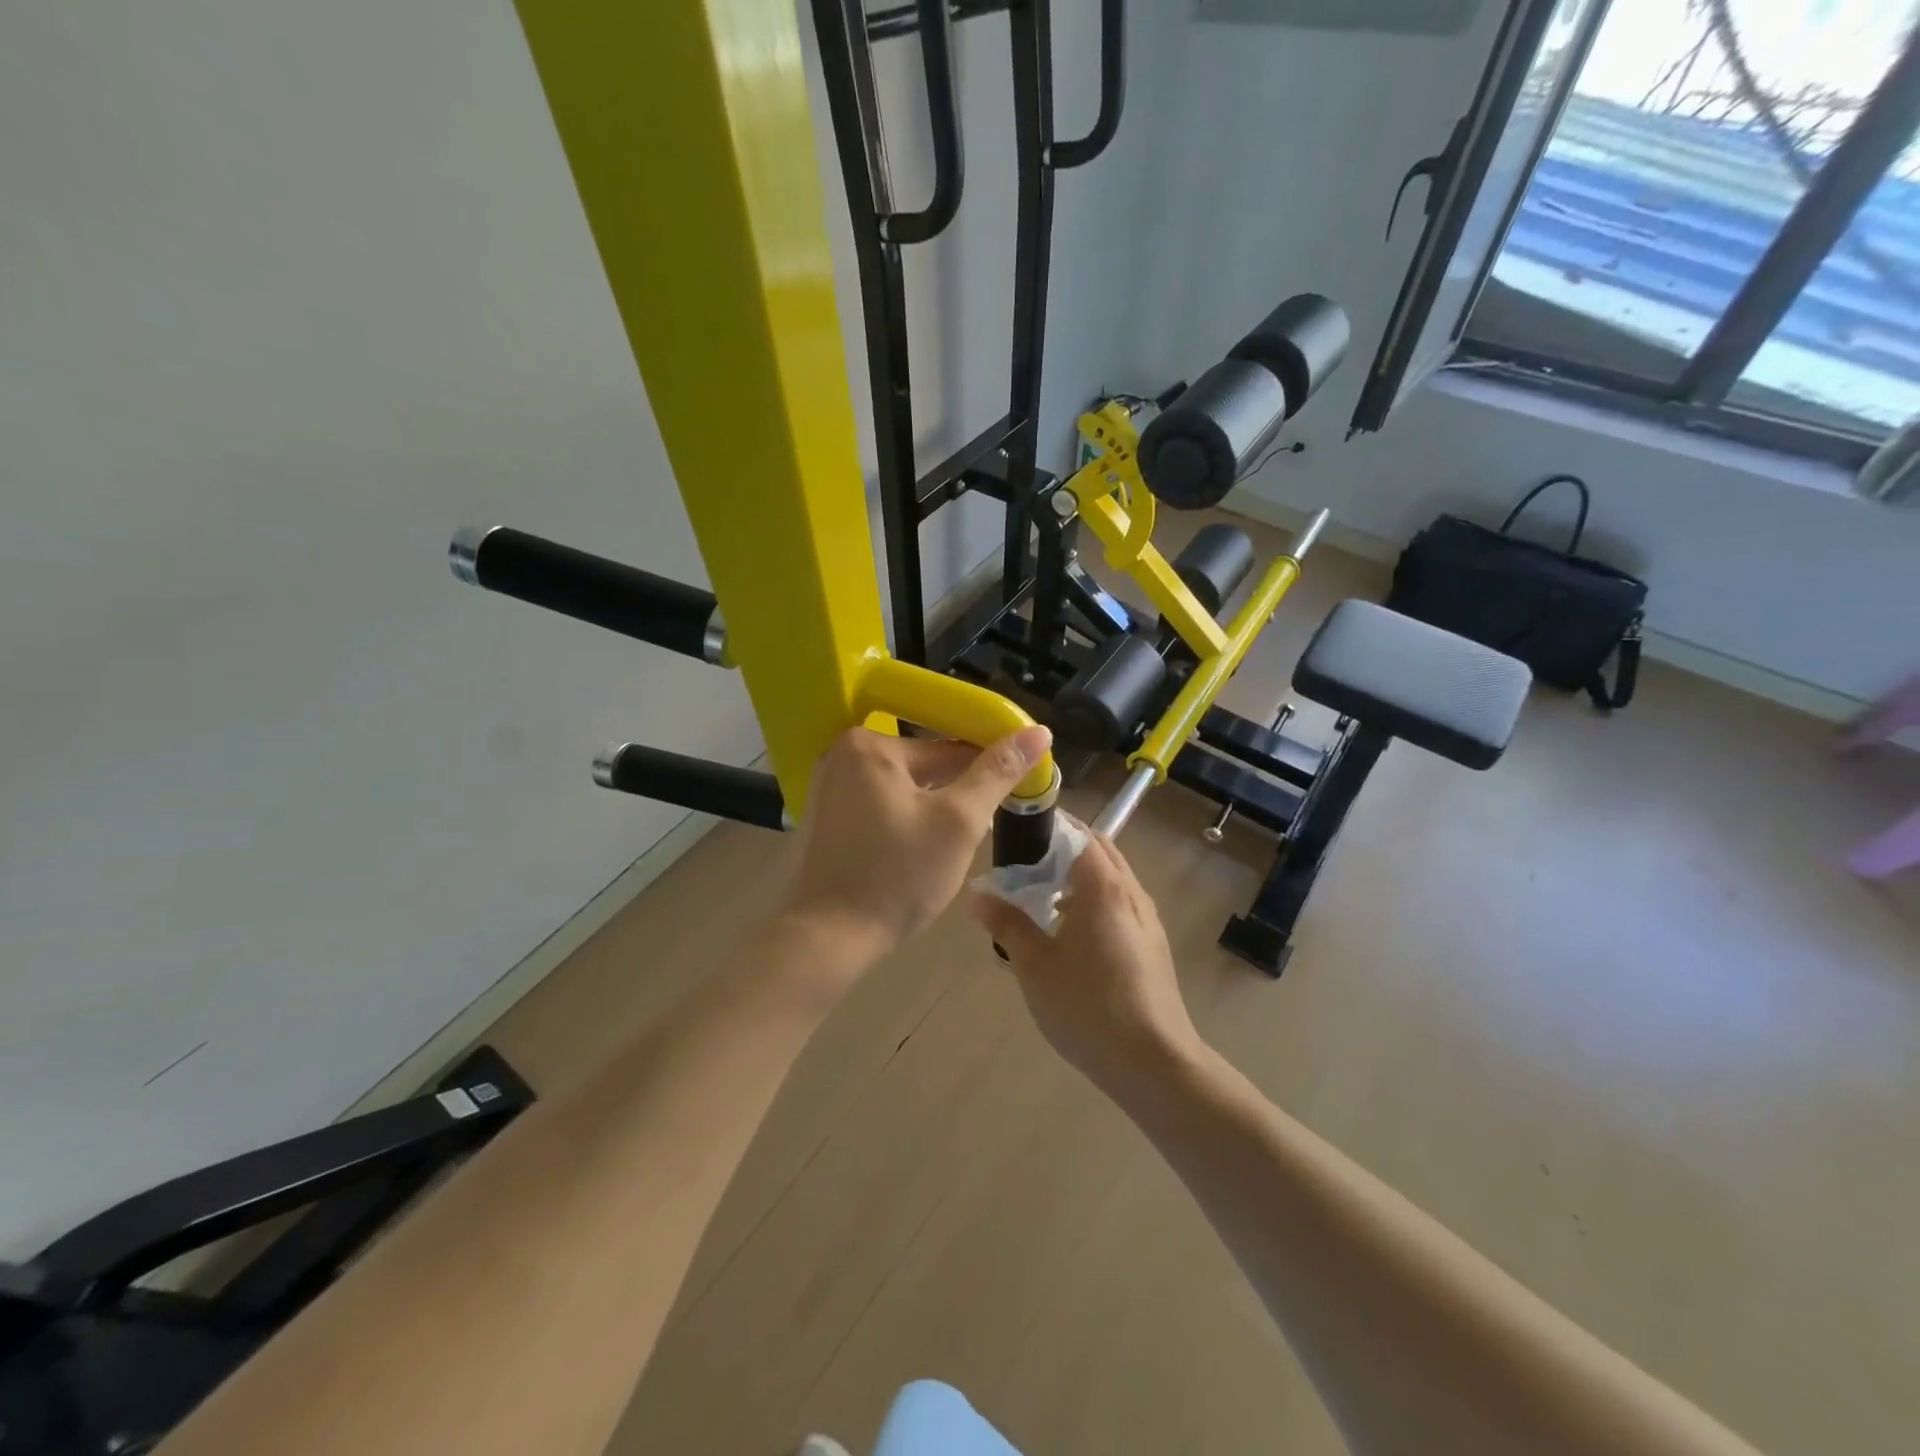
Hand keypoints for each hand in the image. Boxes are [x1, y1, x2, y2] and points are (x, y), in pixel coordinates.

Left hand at [777, 724, 1053, 967]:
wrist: (828, 939)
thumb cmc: (898, 876)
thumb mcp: (958, 822)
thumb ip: (997, 773)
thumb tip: (1039, 732)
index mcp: (870, 744)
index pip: (949, 747)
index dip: (988, 772)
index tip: (1015, 795)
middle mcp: (842, 754)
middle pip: (924, 767)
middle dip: (956, 796)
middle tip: (977, 835)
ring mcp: (827, 787)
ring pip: (904, 789)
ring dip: (932, 810)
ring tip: (948, 849)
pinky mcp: (824, 817)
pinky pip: (880, 806)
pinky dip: (904, 821)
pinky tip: (916, 853)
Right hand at [970, 834, 1202, 1094]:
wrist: (1154, 1063)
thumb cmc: (1088, 1006)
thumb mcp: (1035, 965)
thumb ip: (1007, 924)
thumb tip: (979, 896)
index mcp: (1103, 885)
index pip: (1077, 832)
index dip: (1047, 827)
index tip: (1015, 834)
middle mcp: (1130, 891)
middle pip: (1097, 849)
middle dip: (1061, 849)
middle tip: (1023, 866)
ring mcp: (1147, 918)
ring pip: (1111, 877)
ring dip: (1078, 876)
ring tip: (1040, 899)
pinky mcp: (1152, 943)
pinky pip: (1119, 902)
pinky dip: (1093, 900)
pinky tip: (1069, 933)